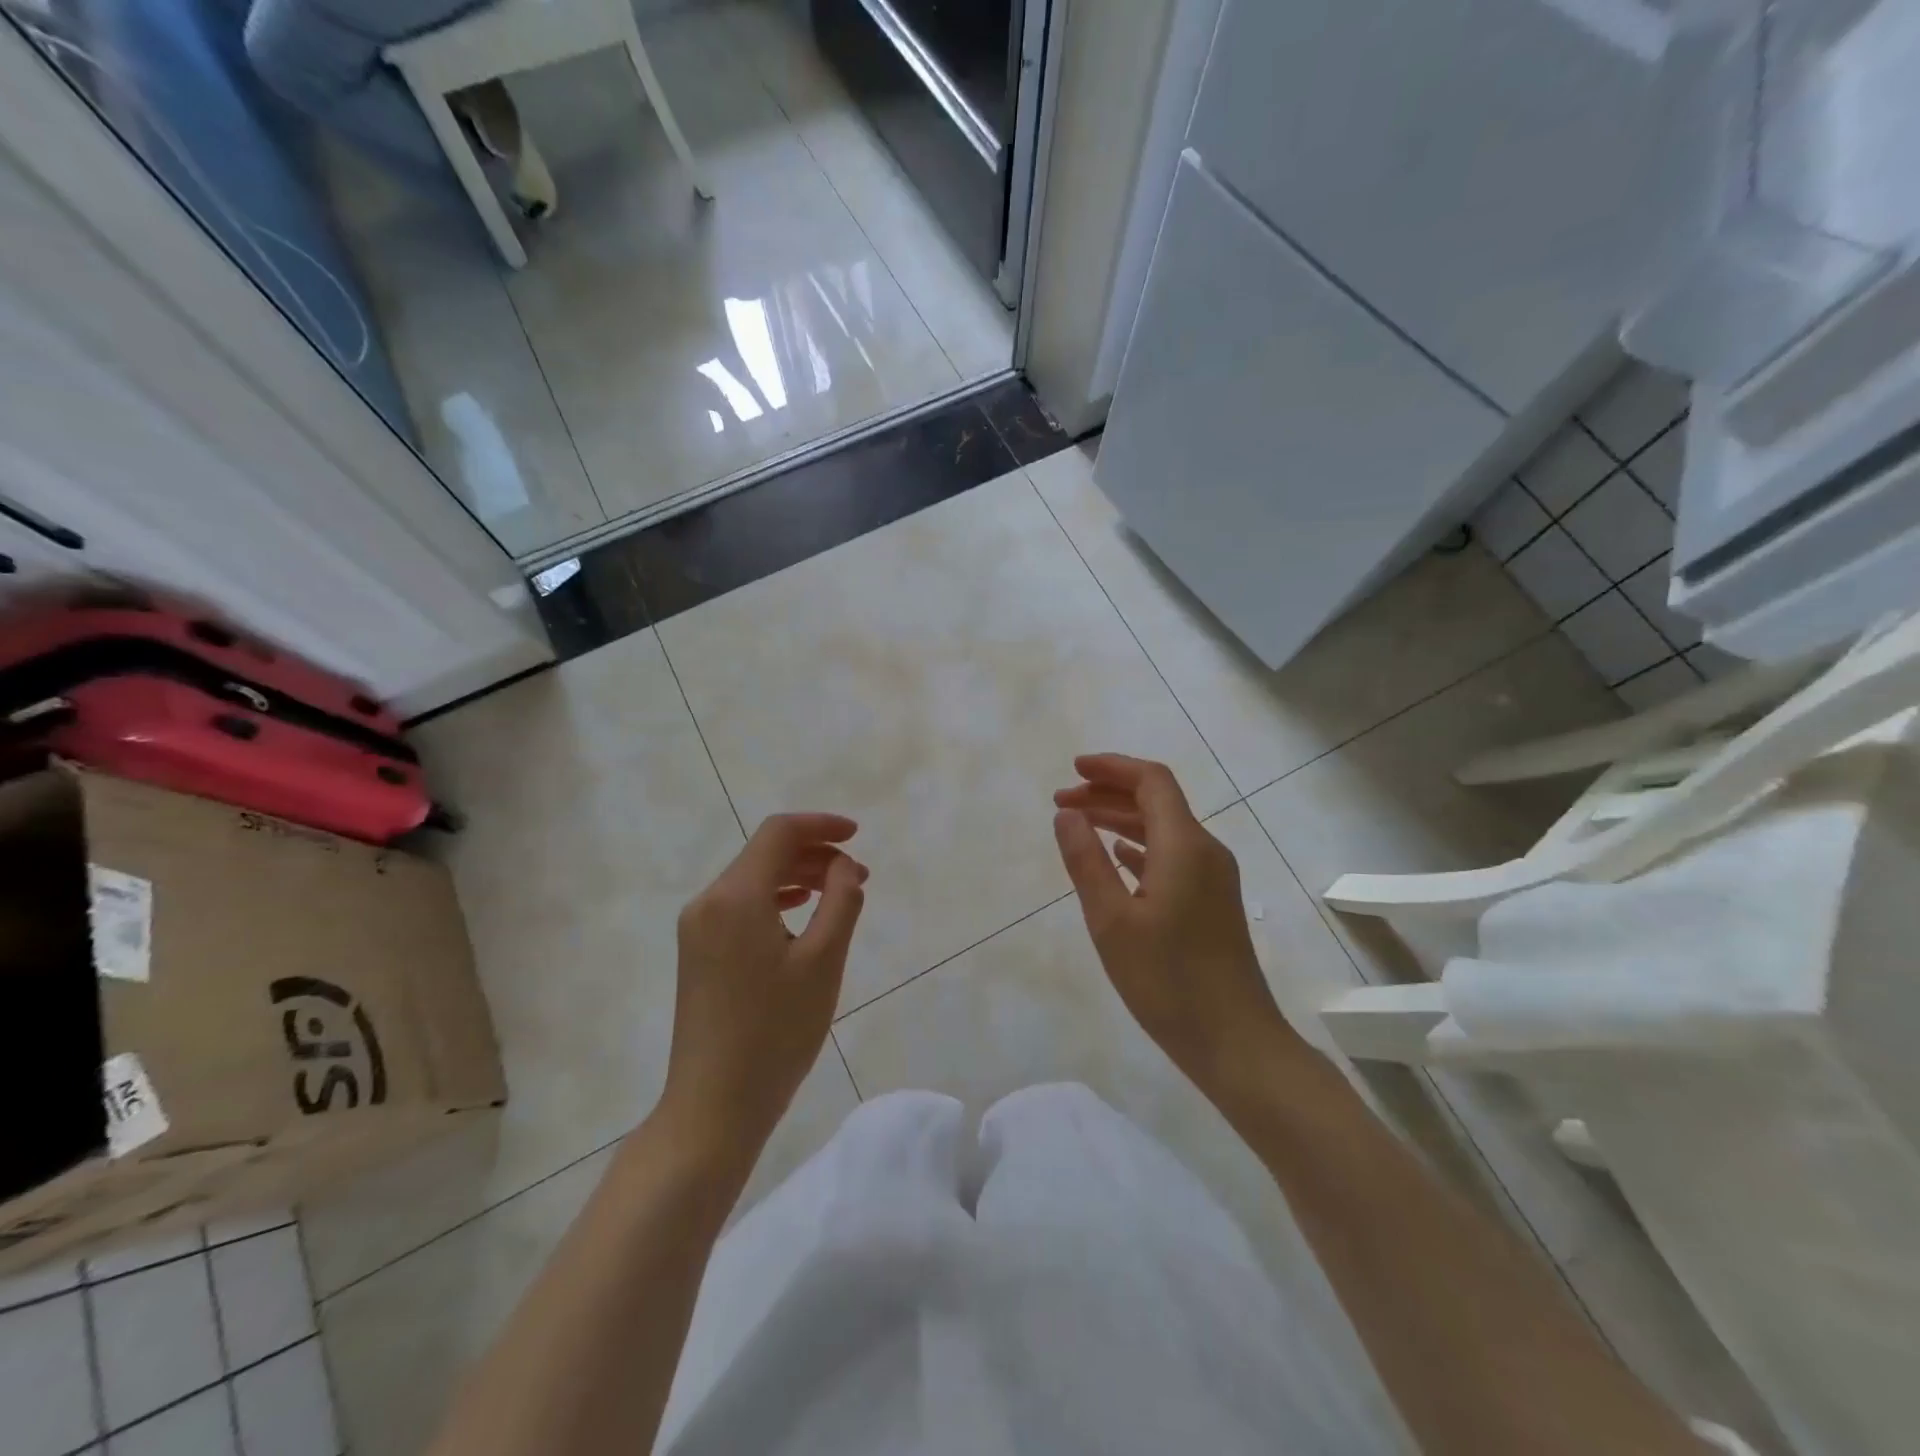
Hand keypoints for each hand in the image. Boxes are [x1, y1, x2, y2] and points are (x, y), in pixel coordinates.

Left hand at [662, 813, 866, 1165]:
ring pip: (753, 880)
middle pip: (764, 854)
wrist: (713, 1106)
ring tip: (839, 894)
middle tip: (858, 877)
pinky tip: (802, 913)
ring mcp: (697, 928)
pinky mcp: (698, 952)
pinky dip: (776, 900)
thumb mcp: (823, 962)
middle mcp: (708, 902)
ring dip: (798, 877)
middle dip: (814, 854)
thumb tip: (844, 867)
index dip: (821, 826)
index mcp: (735, 896)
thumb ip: (840, 902)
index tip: (857, 835)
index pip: (779, 833)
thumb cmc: (775, 1032)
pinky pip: (741, 906)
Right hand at [1053, 754, 1298, 1097]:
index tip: (1072, 770)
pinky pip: (1172, 856)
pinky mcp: (1212, 902)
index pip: (1151, 781)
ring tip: (1079, 826)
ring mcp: (1213, 878)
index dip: (1111, 767)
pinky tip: (1117, 859)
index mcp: (1184, 846)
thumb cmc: (1167, 981)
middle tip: (1062, 803)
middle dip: (1108, 793)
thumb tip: (1067, 814)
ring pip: (1163, 830)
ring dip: (1121, 820)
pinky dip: (1139, 848)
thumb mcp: (1111, 921)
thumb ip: (1086, 861)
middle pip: (1156, 802)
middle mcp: (1205, 851)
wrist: (1235, 1042)